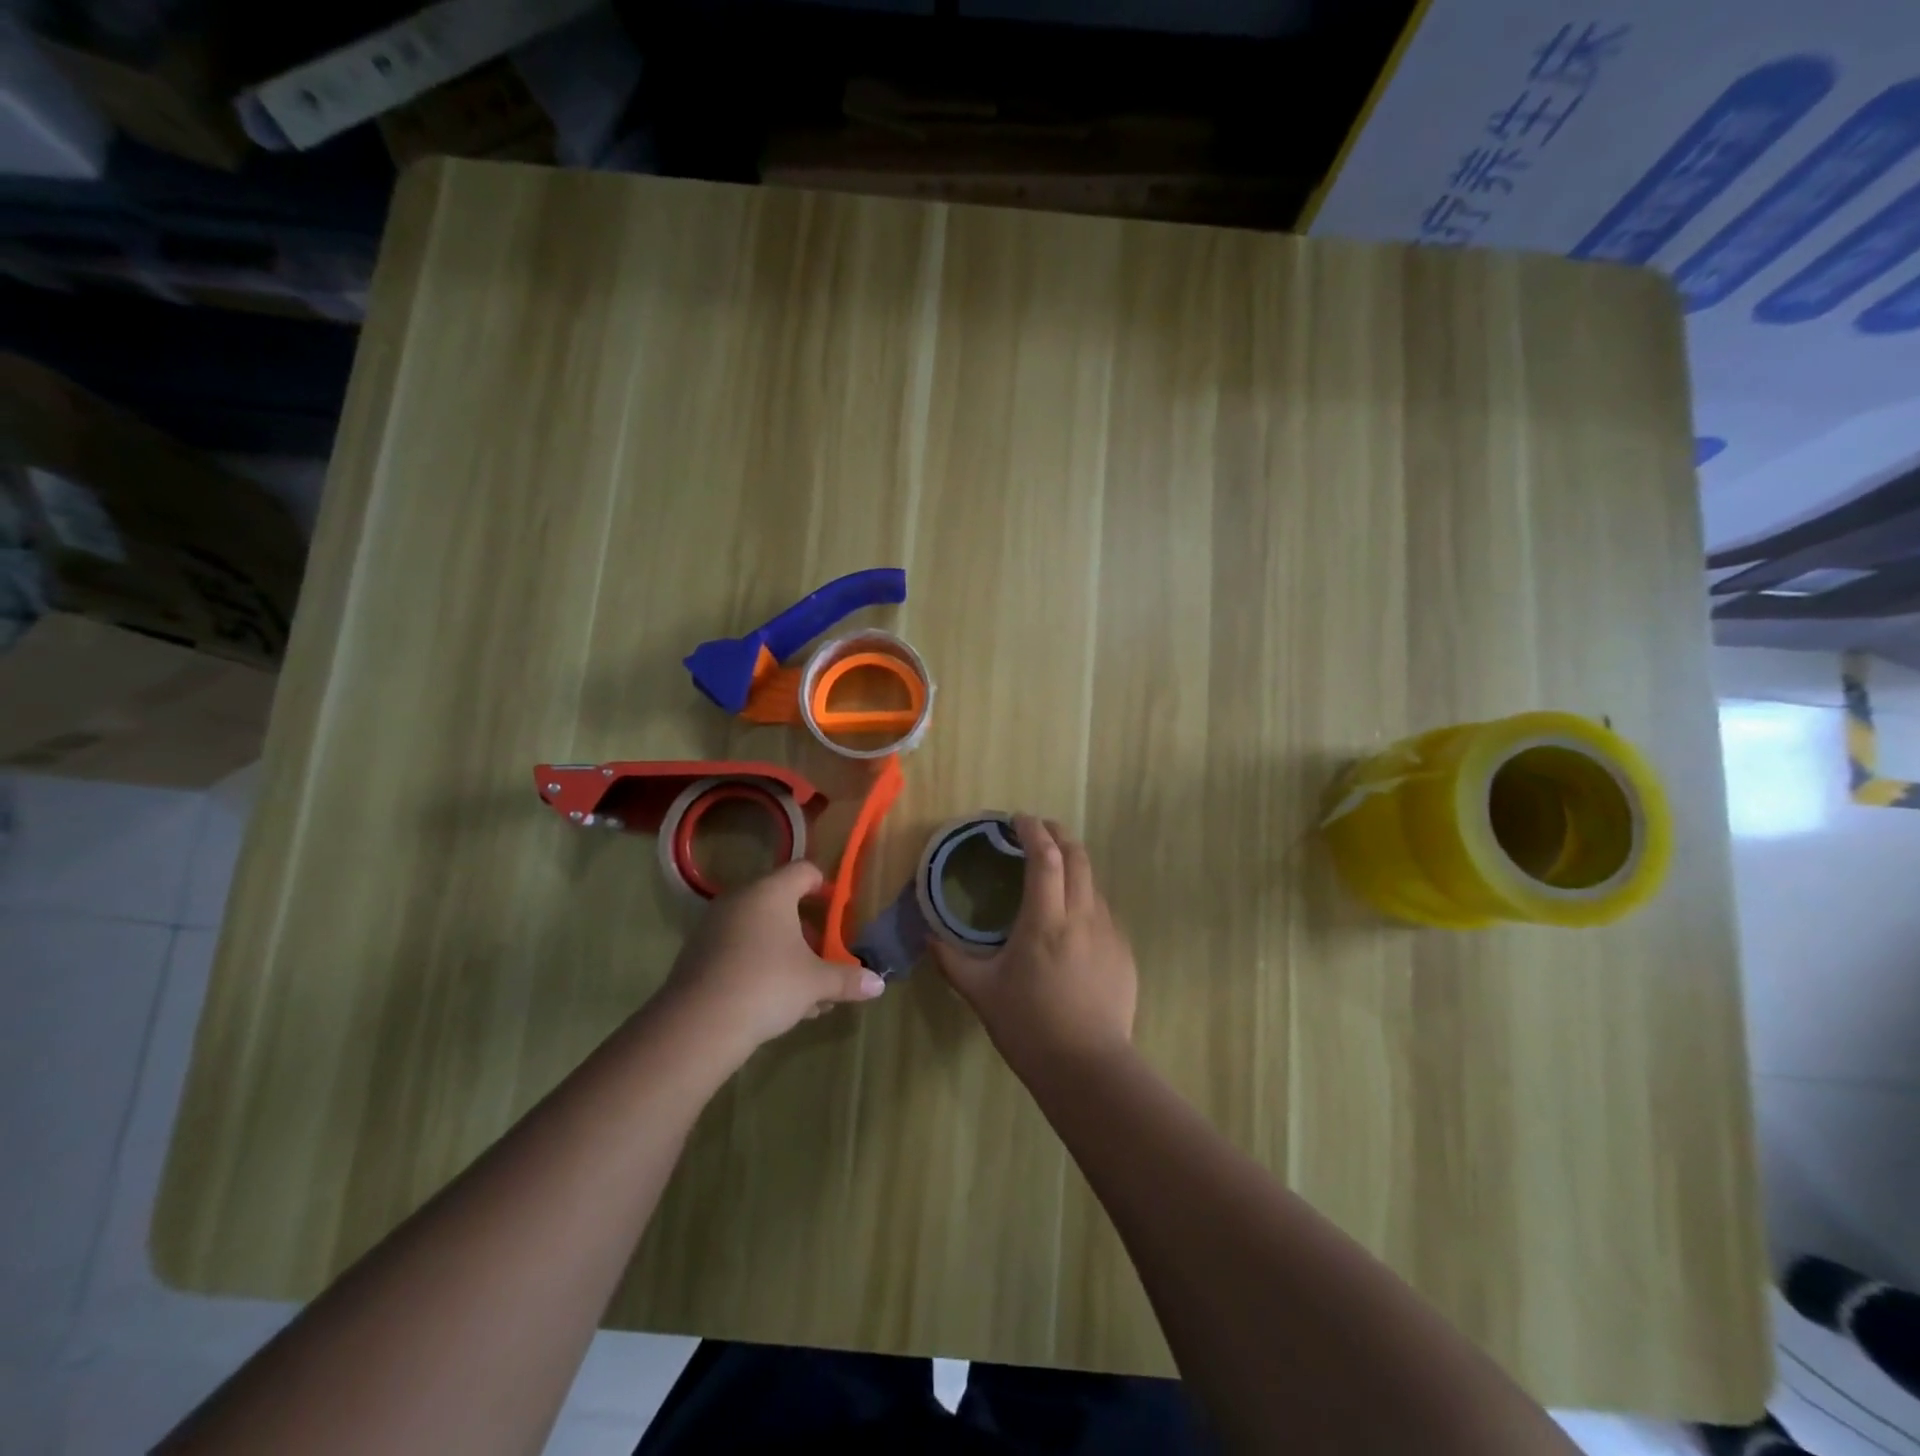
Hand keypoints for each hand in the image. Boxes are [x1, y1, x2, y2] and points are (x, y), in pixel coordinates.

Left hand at [659, 861, 885, 1061]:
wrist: (698, 1024)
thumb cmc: (767, 985)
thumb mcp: (815, 983)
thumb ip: (847, 979)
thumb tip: (879, 984)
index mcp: (770, 892)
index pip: (804, 871)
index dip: (826, 887)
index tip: (840, 911)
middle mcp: (740, 899)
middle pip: (781, 901)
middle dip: (807, 928)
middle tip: (825, 954)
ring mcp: (715, 925)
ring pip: (760, 929)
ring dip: (785, 951)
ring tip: (806, 988)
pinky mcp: (698, 953)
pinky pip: (739, 948)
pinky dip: (760, 963)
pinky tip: (775, 1000)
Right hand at [930, 816, 1136, 1075]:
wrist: (1088, 1068)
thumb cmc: (1029, 1027)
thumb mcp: (981, 992)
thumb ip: (951, 960)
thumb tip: (927, 937)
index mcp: (1046, 920)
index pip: (1045, 857)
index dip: (1033, 831)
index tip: (1017, 820)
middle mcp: (1083, 916)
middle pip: (1077, 856)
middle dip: (1058, 834)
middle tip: (1038, 830)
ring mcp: (1109, 933)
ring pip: (1093, 883)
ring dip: (1073, 865)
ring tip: (1052, 872)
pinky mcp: (1123, 953)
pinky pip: (1103, 911)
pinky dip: (1085, 898)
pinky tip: (1071, 919)